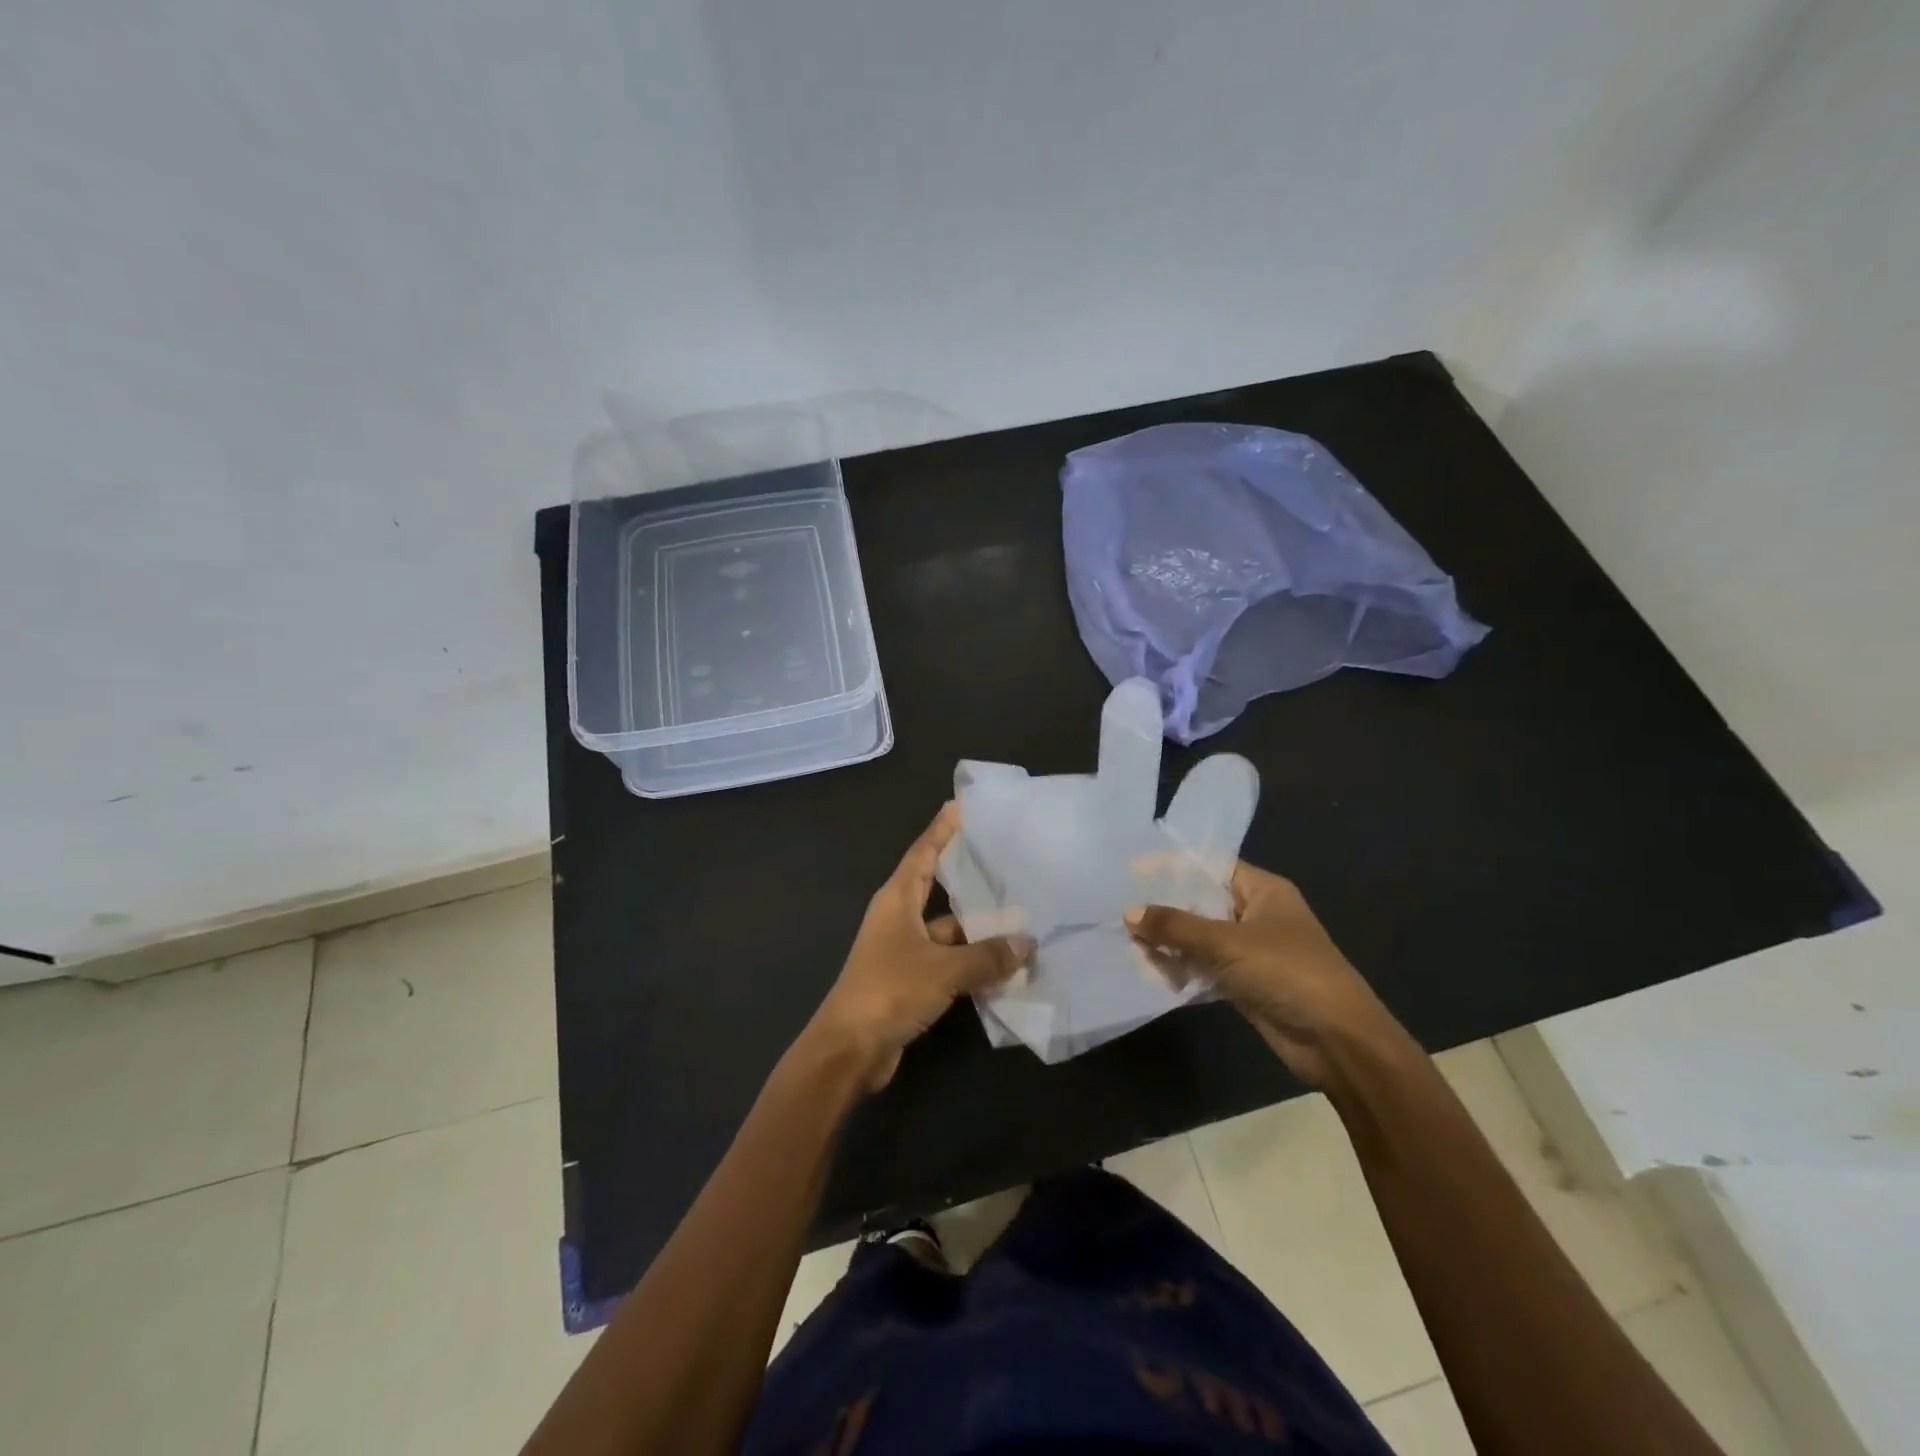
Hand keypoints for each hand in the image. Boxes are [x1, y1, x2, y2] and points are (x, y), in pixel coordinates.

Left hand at [805, 803, 1034, 1091]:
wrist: (849, 1049)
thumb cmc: (889, 991)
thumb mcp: (943, 969)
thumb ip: (987, 956)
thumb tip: (1027, 944)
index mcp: (897, 899)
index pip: (923, 852)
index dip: (942, 829)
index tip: (963, 806)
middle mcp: (899, 918)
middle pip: (938, 886)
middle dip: (969, 875)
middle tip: (1008, 859)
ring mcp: (904, 950)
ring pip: (949, 928)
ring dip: (979, 928)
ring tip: (1023, 916)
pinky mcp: (912, 979)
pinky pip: (949, 960)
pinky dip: (973, 960)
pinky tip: (1006, 962)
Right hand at [1125, 863, 1399, 1087]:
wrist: (1338, 1042)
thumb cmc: (1287, 973)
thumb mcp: (1227, 943)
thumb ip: (1175, 926)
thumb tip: (1129, 913)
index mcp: (1263, 890)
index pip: (1210, 866)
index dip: (1172, 867)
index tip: (1132, 872)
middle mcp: (1257, 914)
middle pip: (1201, 902)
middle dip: (1165, 909)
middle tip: (1122, 913)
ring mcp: (1252, 950)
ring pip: (1200, 938)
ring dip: (1170, 943)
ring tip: (1131, 946)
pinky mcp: (1246, 983)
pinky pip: (1205, 967)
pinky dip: (1182, 969)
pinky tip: (1153, 973)